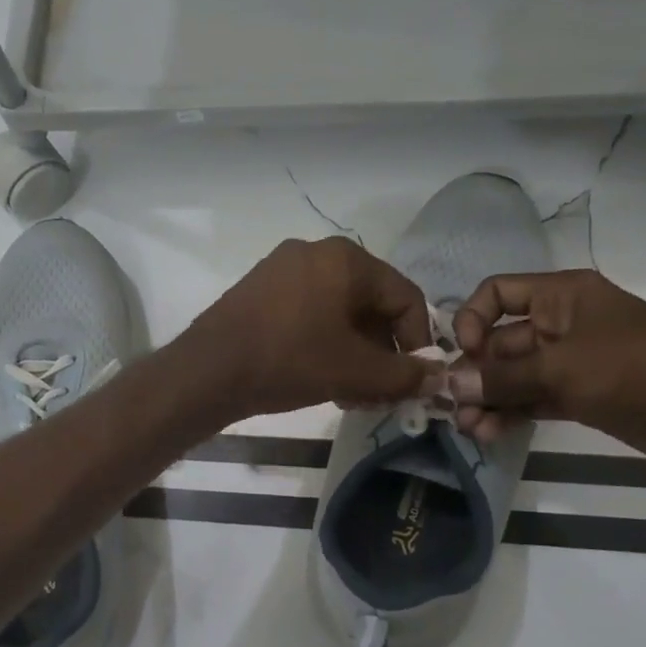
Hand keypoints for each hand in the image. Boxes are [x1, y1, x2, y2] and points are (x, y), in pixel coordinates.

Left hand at [184, 238, 444, 419]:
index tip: (413, 379)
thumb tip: (437, 378)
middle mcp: (315, 252)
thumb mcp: (354, 371)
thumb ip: (403, 375)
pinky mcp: (258, 290)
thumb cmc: (289, 361)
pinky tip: (320, 378)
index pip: (405, 297)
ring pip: (337, 312)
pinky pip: (307, 313)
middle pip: (370, 304)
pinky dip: (323, 343)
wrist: (208, 370)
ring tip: (351, 394)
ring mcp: (281, 269)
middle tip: (380, 393)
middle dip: (381, 353)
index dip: (418, 341)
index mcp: (346, 259)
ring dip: (353, 354)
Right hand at [448, 269, 645, 440]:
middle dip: (474, 373)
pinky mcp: (579, 396)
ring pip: (513, 375)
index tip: (462, 355)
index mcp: (561, 296)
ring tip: (468, 429)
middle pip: (500, 340)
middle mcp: (561, 323)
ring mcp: (570, 362)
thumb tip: (448, 386)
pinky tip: (489, 434)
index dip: (472, 319)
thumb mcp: (561, 369)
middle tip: (451, 408)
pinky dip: (510, 413)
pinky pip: (531, 399)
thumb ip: (501, 378)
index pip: (497, 293)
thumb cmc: (634, 371)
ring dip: (488, 399)